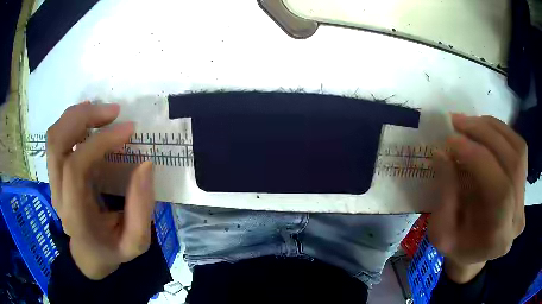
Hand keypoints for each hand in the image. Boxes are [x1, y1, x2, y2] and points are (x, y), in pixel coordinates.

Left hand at [47, 102, 155, 279]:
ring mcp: (54, 182)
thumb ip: (142, 209)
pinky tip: (90, 118)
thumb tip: (146, 163)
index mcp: (75, 214)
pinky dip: (72, 121)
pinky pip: (57, 139)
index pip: (76, 167)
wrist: (89, 254)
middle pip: (57, 143)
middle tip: (113, 112)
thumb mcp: (135, 242)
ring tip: (103, 112)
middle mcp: (58, 194)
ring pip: (54, 137)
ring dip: (77, 115)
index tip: (129, 130)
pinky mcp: (56, 173)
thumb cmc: (112, 249)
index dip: (100, 142)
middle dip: (84, 118)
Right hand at [429, 114, 525, 282]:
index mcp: (499, 238)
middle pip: (513, 164)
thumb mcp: (441, 233)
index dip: (478, 159)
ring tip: (469, 122)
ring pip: (519, 150)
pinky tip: (483, 128)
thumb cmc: (456, 248)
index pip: (500, 192)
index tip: (452, 141)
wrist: (476, 250)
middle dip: (485, 135)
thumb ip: (444, 197)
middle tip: (457, 121)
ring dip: (493, 129)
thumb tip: (442, 153)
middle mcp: (518, 216)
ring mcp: (524, 197)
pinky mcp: (524, 182)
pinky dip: (500, 131)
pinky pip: (518, 148)